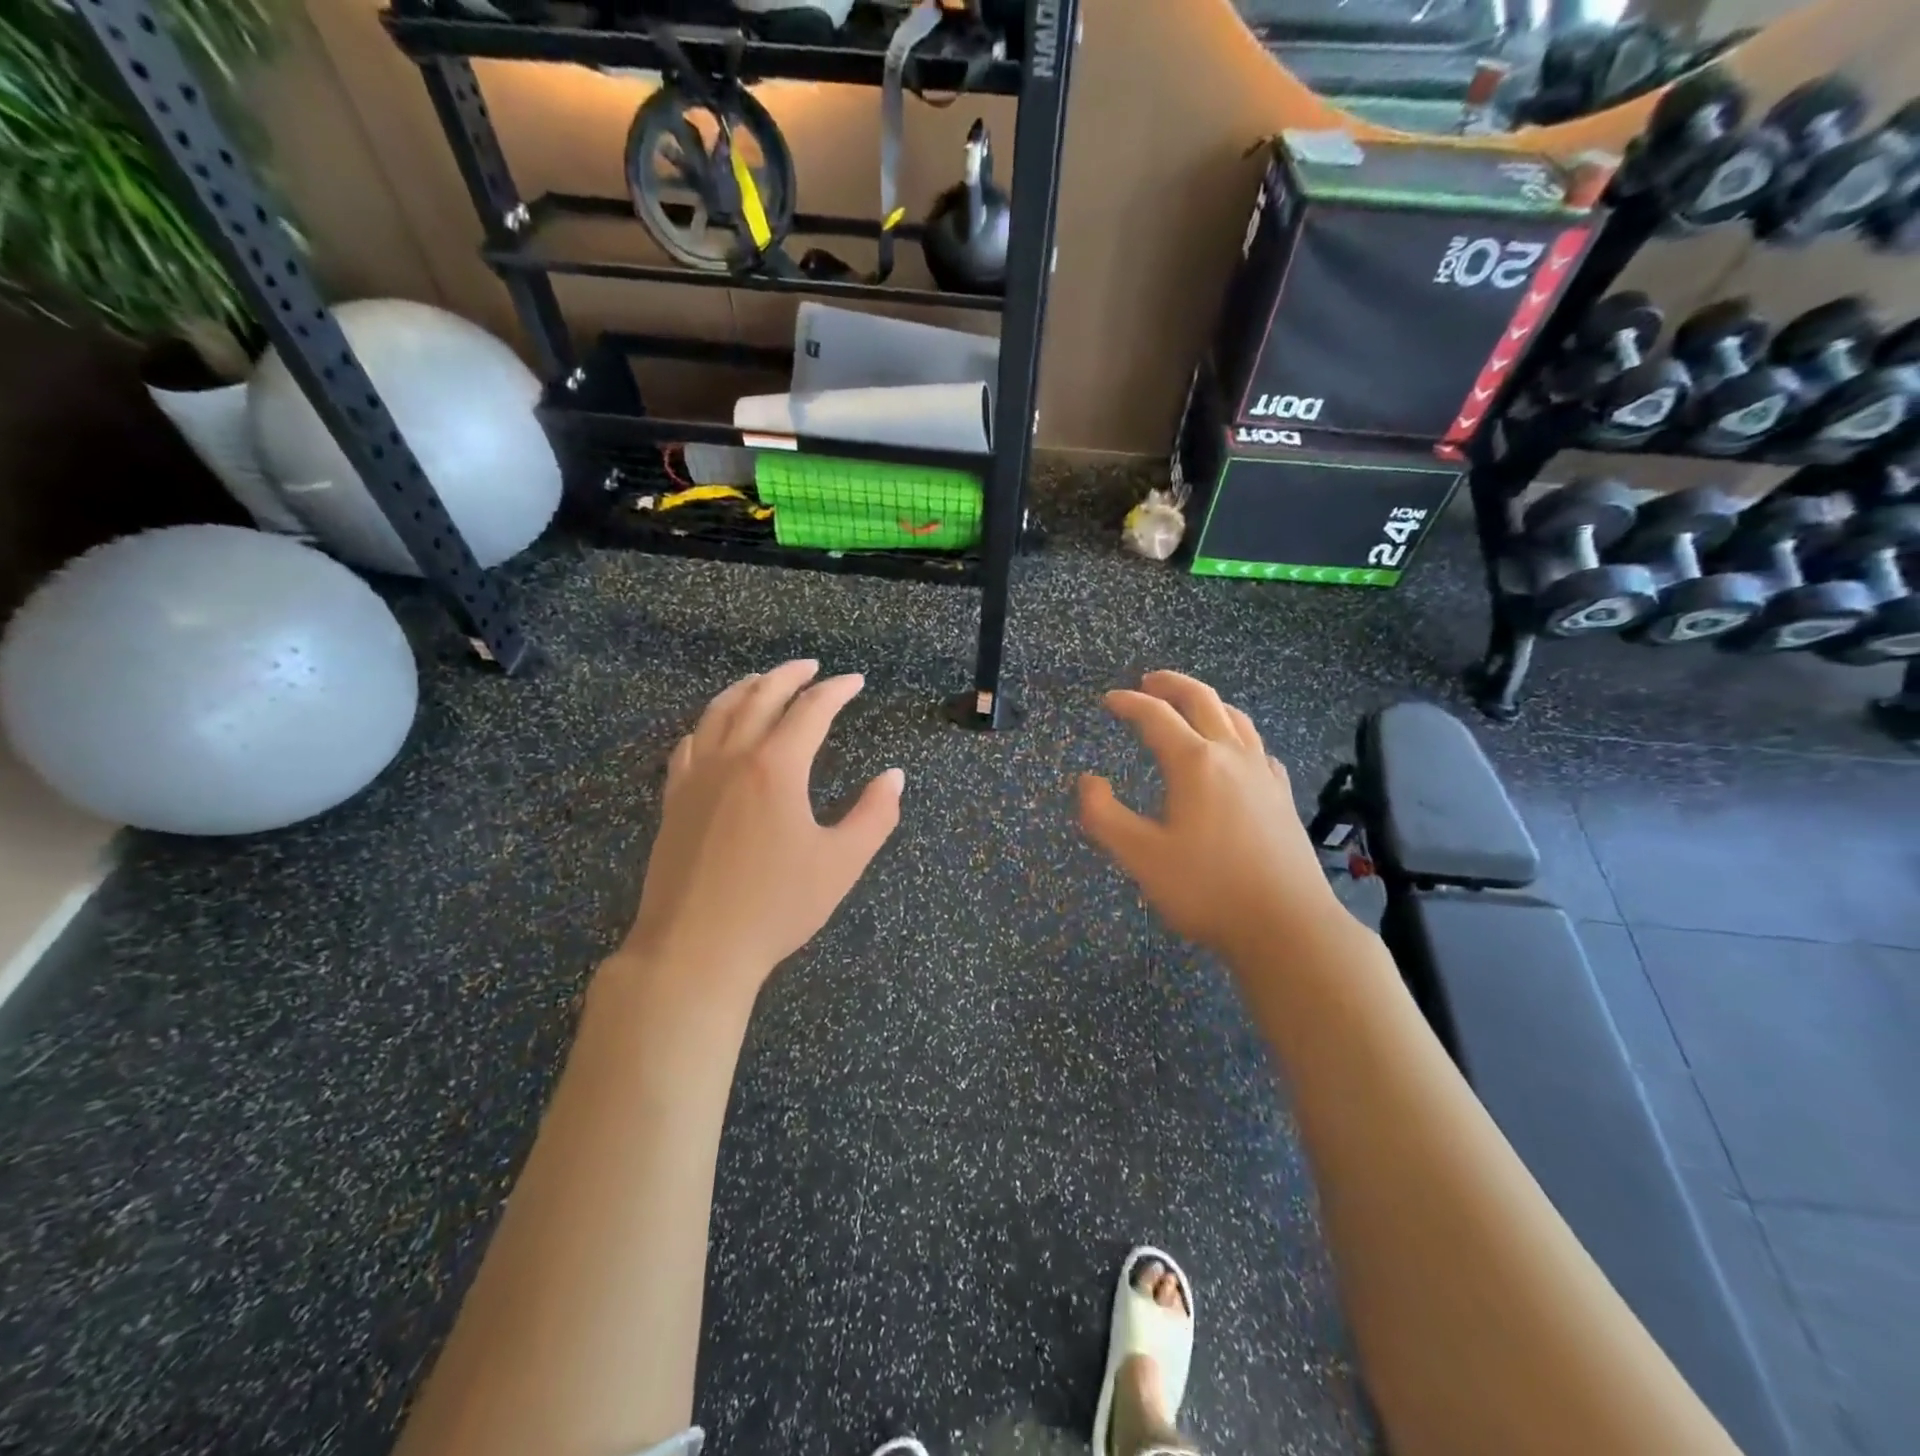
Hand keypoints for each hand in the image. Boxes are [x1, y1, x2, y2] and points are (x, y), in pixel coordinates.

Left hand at [614, 660, 903, 1007]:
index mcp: (776, 768)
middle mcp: (732, 759)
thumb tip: (894, 776)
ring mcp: (696, 777)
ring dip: (746, 689)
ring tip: (764, 681)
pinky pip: (689, 745)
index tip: (855, 681)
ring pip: (718, 713)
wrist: (695, 949)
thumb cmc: (776, 907)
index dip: (836, 691)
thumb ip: (875, 815)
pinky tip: (713, 730)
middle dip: (789, 675)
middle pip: (760, 697)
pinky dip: (708, 724)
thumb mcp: (841, 863)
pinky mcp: (674, 800)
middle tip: (811, 666)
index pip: (811, 710)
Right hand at [1077, 671, 1344, 962]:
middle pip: (1202, 700)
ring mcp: (1263, 774)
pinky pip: (1257, 746)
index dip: (1129, 703)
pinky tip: (1235, 751)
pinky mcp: (1282, 796)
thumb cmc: (1207, 890)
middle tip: (1148, 681)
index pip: (1156, 716)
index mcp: (1194, 763)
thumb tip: (1088, 781)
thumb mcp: (1140, 857)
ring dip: (1207, 702)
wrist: (1287, 926)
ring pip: (1235, 718)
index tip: (1109, 700)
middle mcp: (1231, 756)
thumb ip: (1103, 816)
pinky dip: (1236, 733)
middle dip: (1171, 685)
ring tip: (1189, 704)